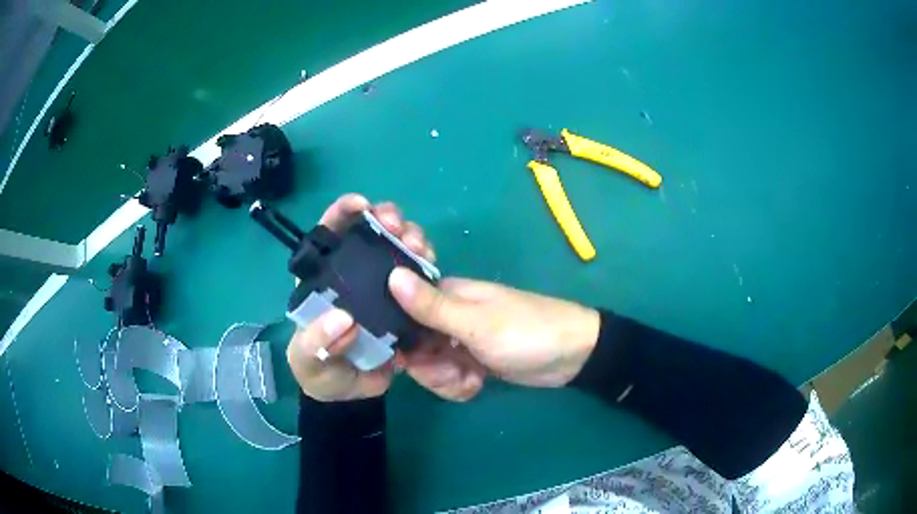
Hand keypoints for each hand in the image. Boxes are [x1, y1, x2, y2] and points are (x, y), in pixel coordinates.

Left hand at [287, 194, 483, 401]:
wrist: (347, 396)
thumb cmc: (318, 371)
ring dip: (412, 240)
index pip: (330, 234)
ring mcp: (381, 290)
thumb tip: (343, 319)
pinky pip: (417, 282)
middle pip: (371, 235)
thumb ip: (316, 342)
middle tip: (399, 226)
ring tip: (420, 247)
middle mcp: (354, 276)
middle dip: (387, 220)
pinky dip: (426, 269)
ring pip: (398, 252)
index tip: (362, 205)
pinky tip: (431, 266)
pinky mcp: (404, 307)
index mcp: (324, 279)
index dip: (344, 213)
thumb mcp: (307, 358)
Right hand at [388, 268, 600, 387]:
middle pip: (414, 348)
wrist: (573, 356)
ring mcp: (460, 341)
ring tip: (471, 380)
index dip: (402, 342)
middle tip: (455, 373)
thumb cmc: (526, 332)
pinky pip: (449, 376)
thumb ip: (432, 306)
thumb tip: (390, 274)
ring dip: (446, 380)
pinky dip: (460, 385)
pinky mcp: (472, 361)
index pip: (401, 316)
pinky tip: (477, 384)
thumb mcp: (477, 323)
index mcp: (447, 296)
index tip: (412, 361)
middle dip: (430, 369)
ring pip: (431, 366)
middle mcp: (448, 316)